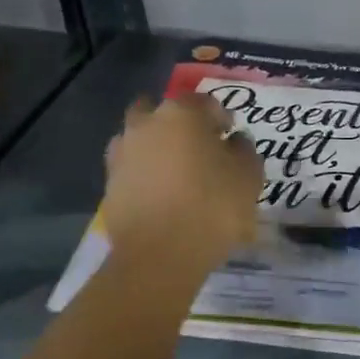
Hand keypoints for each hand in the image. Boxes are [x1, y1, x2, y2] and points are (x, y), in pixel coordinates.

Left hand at [101, 94, 261, 278]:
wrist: (159, 255)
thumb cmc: (212, 208)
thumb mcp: (249, 177)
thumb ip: (244, 151)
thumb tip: (233, 142)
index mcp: (182, 114)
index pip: (206, 103)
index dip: (222, 119)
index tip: (231, 138)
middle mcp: (146, 125)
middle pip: (164, 114)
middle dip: (181, 126)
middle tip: (201, 151)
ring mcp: (122, 154)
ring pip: (143, 140)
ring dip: (159, 149)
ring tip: (179, 176)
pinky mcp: (110, 184)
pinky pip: (133, 170)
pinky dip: (146, 176)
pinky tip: (163, 197)